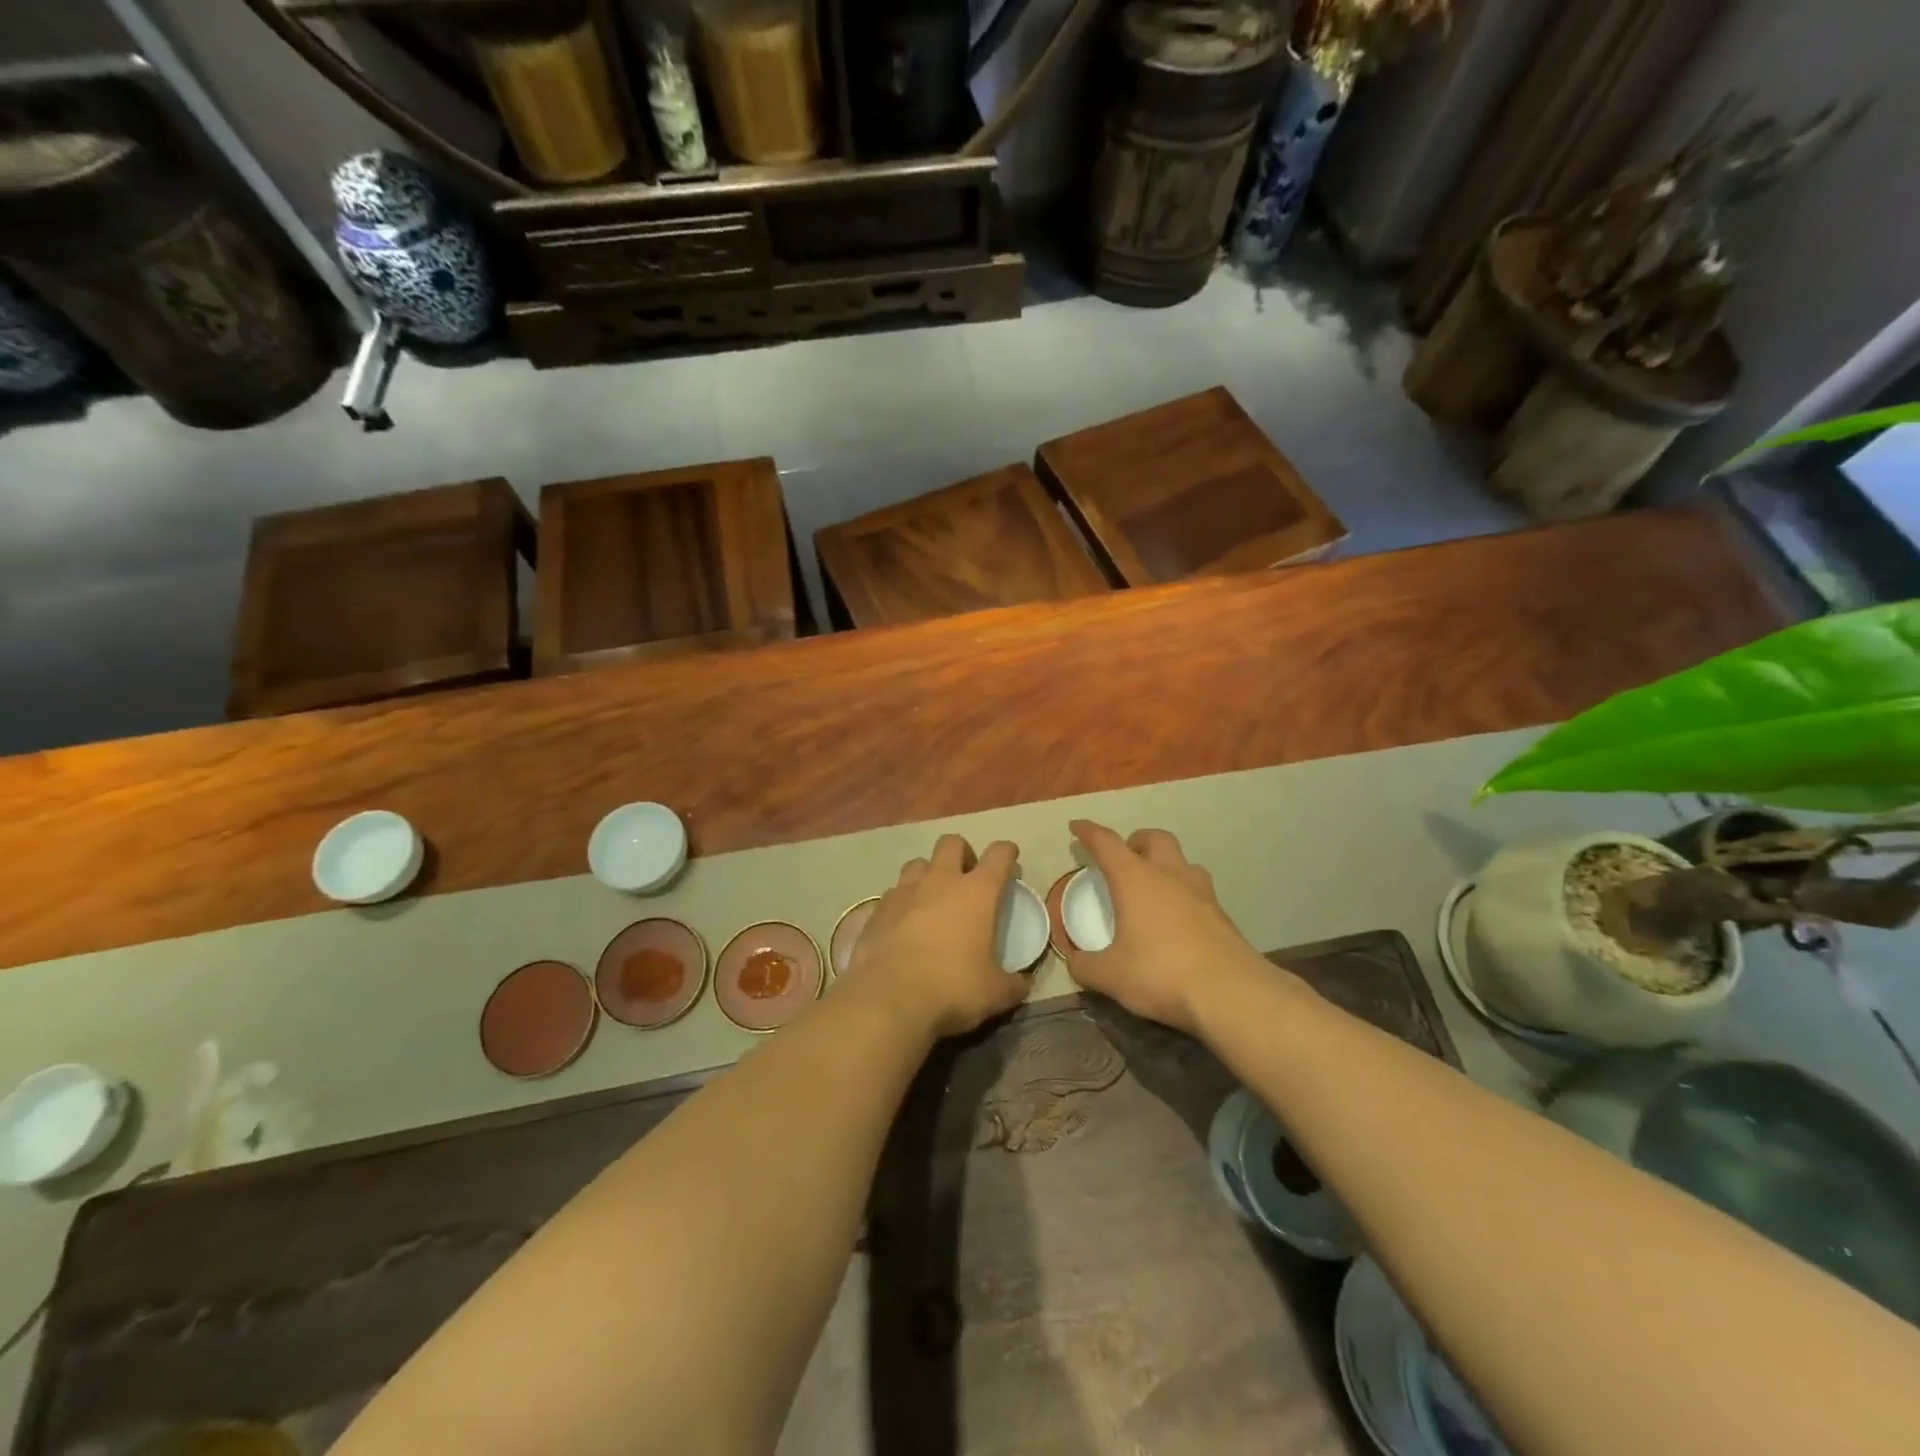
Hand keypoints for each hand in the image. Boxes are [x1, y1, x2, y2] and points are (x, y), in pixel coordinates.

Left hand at [841, 834, 1030, 1039]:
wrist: (889, 998)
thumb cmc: (952, 988)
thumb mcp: (995, 993)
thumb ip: (1012, 984)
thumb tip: (1022, 984)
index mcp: (977, 892)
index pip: (999, 855)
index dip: (1007, 852)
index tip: (1010, 858)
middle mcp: (941, 880)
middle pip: (952, 843)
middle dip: (962, 853)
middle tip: (967, 876)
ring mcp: (905, 891)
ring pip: (918, 863)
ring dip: (929, 873)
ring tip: (932, 897)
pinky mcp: (878, 908)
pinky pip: (894, 892)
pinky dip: (903, 901)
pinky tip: (904, 922)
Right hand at [1063, 820, 1260, 1034]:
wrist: (1230, 993)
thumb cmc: (1160, 972)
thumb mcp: (1111, 976)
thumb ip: (1086, 967)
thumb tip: (1075, 963)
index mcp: (1135, 879)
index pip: (1107, 843)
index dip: (1088, 832)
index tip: (1077, 826)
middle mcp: (1169, 875)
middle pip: (1154, 838)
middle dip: (1136, 841)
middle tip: (1124, 858)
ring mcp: (1202, 893)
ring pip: (1183, 862)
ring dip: (1165, 865)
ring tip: (1154, 888)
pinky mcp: (1223, 915)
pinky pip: (1199, 892)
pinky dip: (1183, 895)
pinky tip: (1178, 921)